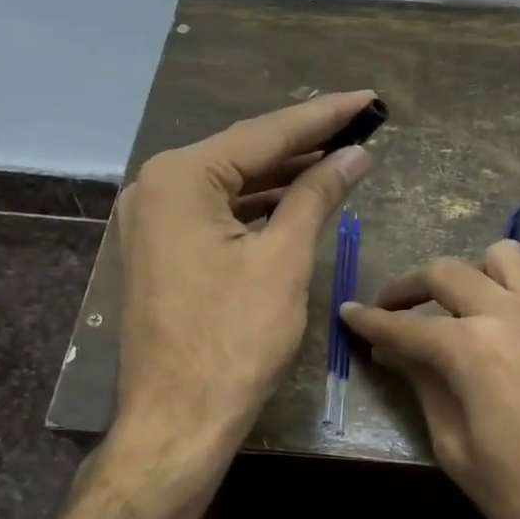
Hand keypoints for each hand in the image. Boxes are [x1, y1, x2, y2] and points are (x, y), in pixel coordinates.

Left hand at [113, 90, 376, 459]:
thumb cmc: (234, 340)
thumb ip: (317, 195)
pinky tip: (295, 200)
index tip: (367, 99)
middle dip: (303, 144)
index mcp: (180, 177)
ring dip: (282, 177)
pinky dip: (256, 209)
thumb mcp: (283, 260)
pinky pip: (216, 215)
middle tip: (358, 125)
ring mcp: (152, 220)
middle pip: (243, 155)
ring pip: (230, 186)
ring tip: (338, 158)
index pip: (265, 135)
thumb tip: (354, 155)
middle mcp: (156, 187)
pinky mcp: (160, 250)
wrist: (178, 419)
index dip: (323, 117)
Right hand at [342, 241, 519, 518]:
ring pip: (503, 257)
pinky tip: (516, 320)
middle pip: (446, 273)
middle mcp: (511, 312)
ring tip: (462, 306)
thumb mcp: (459, 452)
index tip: (349, 312)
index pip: (405, 326)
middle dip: (408, 286)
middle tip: (392, 308)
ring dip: (471, 274)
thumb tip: (394, 352)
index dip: (370, 320)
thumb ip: (424, 388)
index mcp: (472, 349)